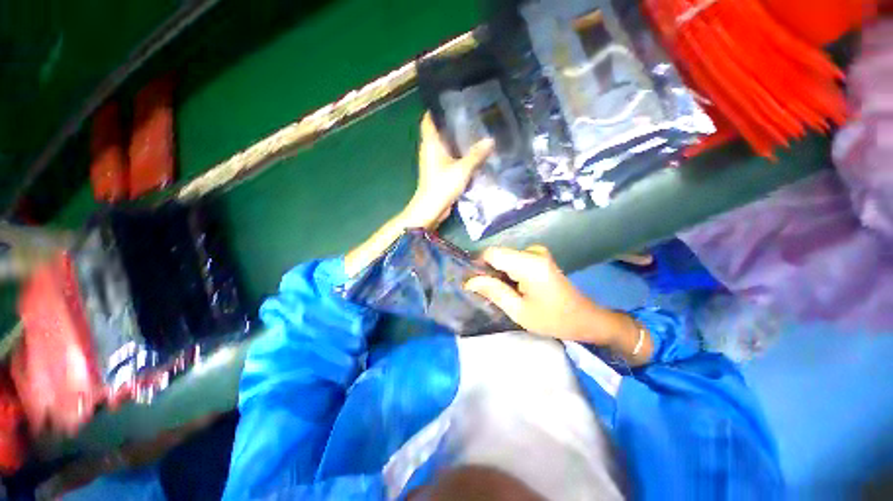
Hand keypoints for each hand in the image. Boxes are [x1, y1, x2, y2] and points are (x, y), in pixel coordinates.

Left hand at [344, 112, 492, 276]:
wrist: (431, 208)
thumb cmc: (442, 185)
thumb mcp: (462, 169)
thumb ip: (476, 155)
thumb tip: (491, 140)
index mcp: (431, 143)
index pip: (429, 119)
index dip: (436, 107)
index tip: (452, 99)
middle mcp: (429, 149)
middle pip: (438, 130)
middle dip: (450, 121)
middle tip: (469, 112)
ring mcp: (433, 161)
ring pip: (443, 144)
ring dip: (454, 138)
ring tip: (472, 128)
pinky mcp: (437, 171)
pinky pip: (447, 156)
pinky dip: (455, 152)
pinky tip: (469, 150)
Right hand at [466, 246, 652, 363]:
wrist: (584, 318)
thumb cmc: (553, 319)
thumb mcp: (519, 311)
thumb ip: (493, 292)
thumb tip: (469, 281)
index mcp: (528, 264)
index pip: (491, 253)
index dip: (479, 266)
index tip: (475, 284)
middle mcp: (532, 251)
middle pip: (497, 255)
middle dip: (489, 272)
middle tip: (491, 294)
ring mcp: (537, 251)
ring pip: (504, 257)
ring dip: (499, 273)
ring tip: (507, 293)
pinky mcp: (538, 255)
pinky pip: (513, 259)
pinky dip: (508, 272)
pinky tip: (515, 287)